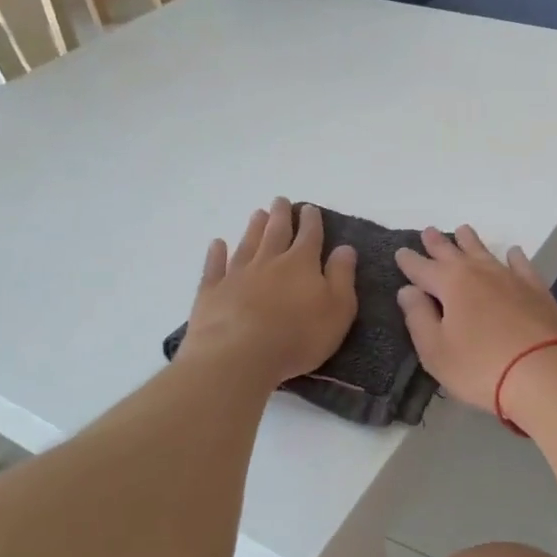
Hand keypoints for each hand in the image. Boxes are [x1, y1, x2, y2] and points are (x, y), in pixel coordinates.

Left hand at [183, 199, 357, 386]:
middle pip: (276, 232)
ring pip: (247, 244)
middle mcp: (269, 261)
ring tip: (257, 213)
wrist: (239, 356)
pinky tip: (217, 244)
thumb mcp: (337, 310)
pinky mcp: (211, 292)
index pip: (310, 235)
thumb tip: (345, 248)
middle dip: (281, 215)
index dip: (311, 220)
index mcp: (301, 264)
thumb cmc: (298, 336)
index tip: (309, 208)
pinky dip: (216, 254)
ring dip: (253, 228)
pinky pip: (214, 267)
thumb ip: (342, 277)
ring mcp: (237, 275)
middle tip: (280, 200)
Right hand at [395, 225, 556, 415]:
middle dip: (438, 244)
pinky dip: (514, 257)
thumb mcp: (436, 350)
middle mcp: (479, 273)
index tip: (401, 251)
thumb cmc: (481, 366)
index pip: (423, 268)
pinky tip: (513, 252)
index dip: (409, 261)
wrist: (544, 373)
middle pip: (453, 253)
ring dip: (471, 241)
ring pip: (486, 252)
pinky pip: (521, 265)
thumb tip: (408, 290)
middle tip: (428, 231)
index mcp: (450, 285)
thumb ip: (418, 318)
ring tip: (463, 230)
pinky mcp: (537, 290)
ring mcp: (511, 278)